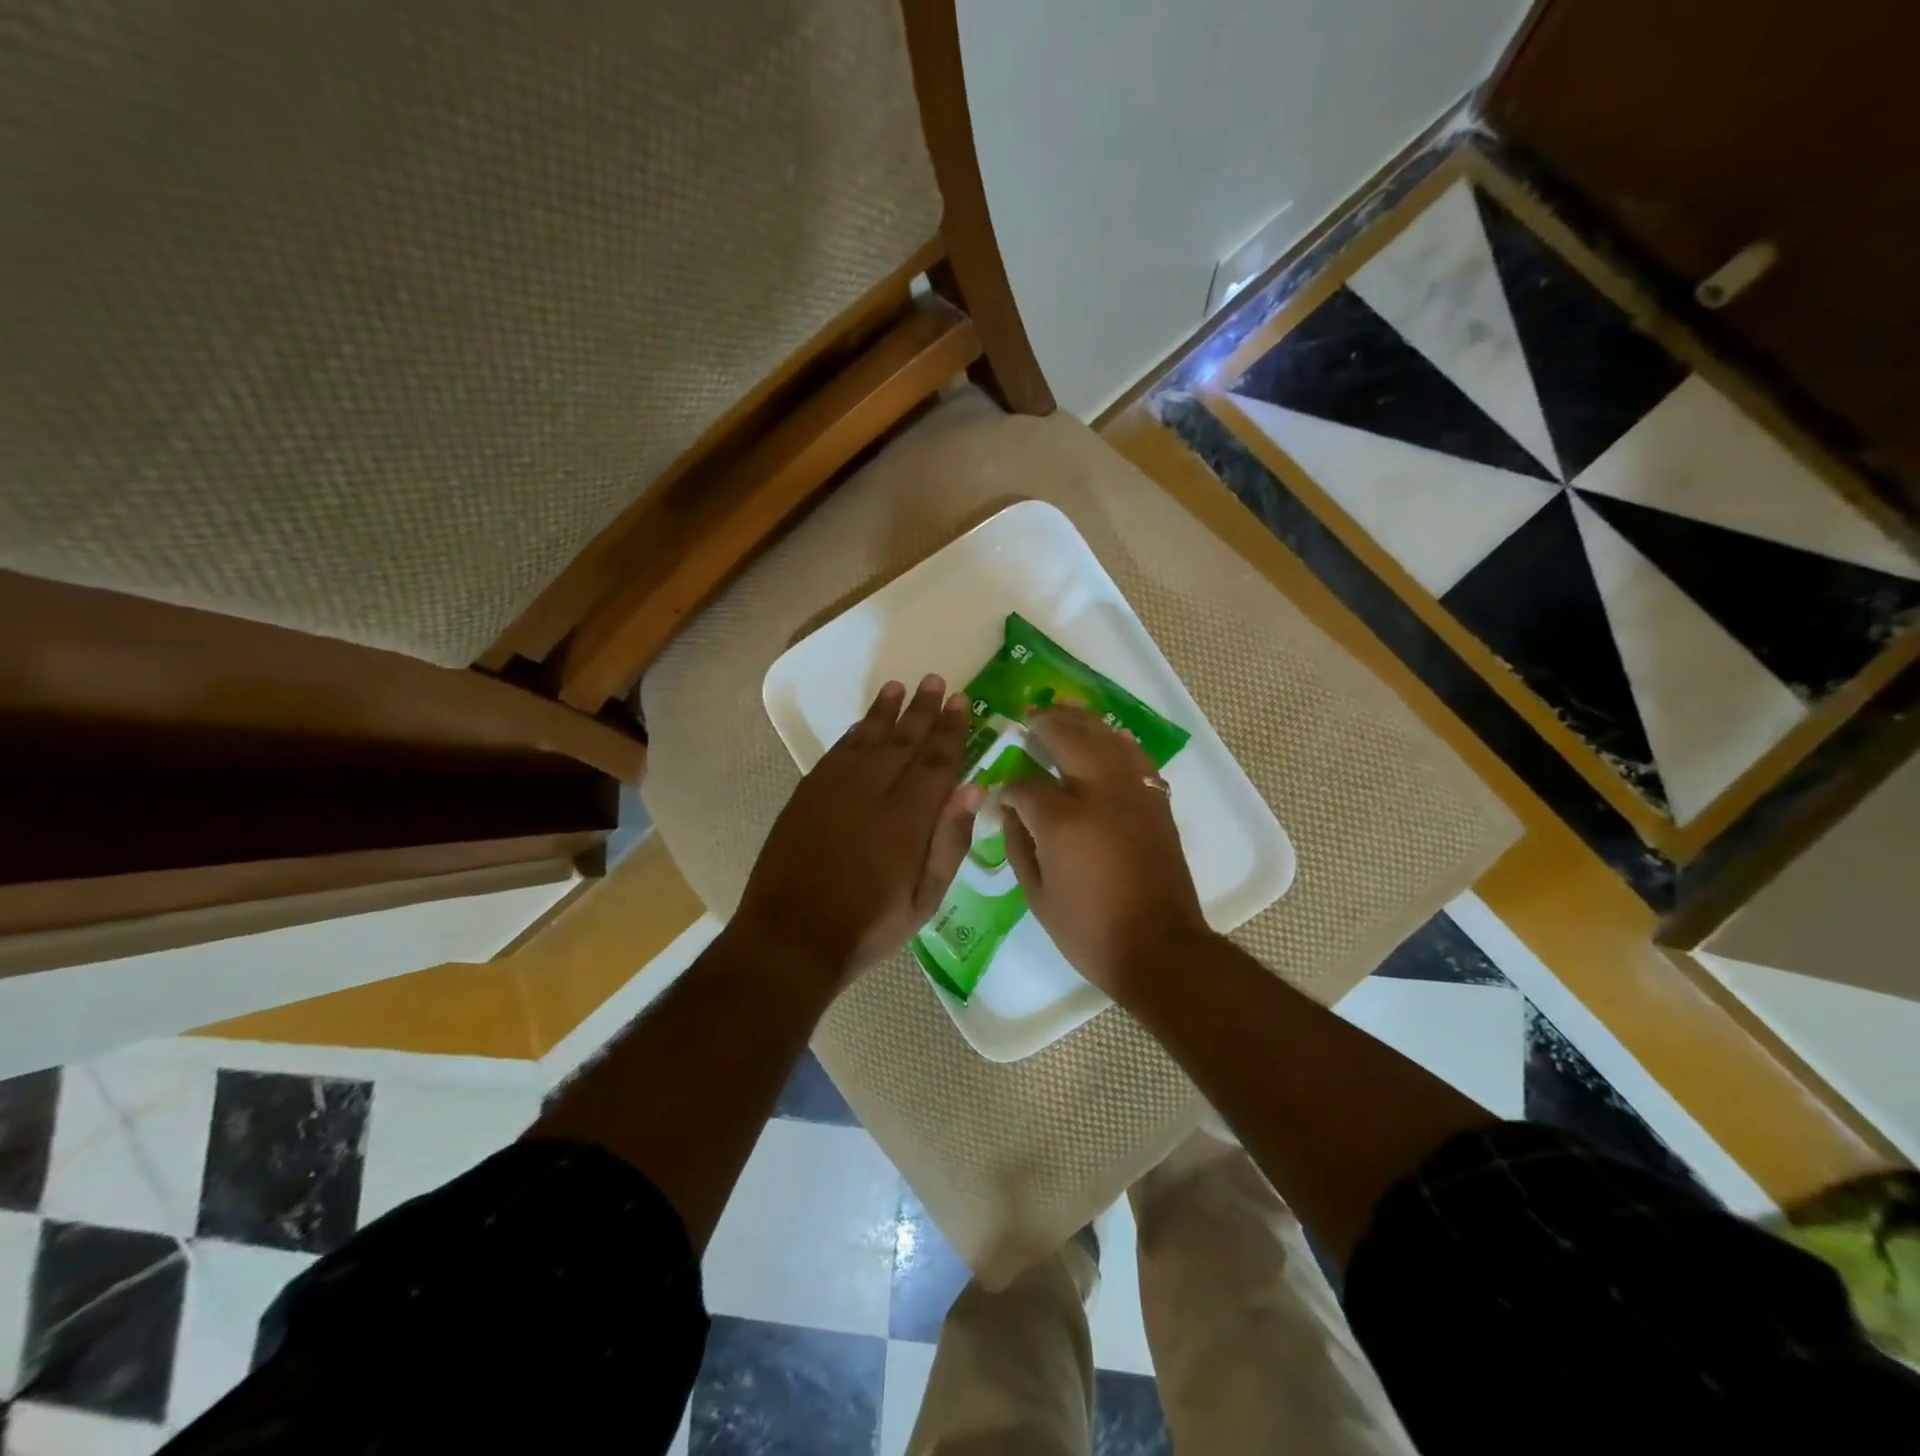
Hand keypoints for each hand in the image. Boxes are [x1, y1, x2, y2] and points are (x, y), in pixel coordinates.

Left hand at [731, 676, 982, 992]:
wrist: (793, 936)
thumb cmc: (870, 925)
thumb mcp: (925, 898)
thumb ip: (950, 840)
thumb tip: (973, 788)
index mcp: (908, 816)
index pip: (937, 760)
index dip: (952, 730)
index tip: (963, 701)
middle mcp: (872, 790)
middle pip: (904, 740)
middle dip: (923, 710)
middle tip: (936, 681)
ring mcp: (835, 789)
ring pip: (867, 737)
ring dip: (885, 711)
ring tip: (899, 687)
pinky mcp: (807, 794)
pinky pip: (836, 751)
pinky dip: (854, 732)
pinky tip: (863, 723)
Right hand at [1000, 705, 1212, 997]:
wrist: (1158, 947)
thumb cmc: (1089, 929)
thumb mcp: (1037, 895)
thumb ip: (1018, 845)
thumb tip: (1009, 810)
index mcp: (1063, 820)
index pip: (1026, 785)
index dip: (1010, 787)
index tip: (1003, 794)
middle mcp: (1099, 793)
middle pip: (1070, 738)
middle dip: (1045, 724)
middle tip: (1029, 716)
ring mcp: (1132, 793)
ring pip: (1106, 738)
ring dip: (1082, 720)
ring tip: (1063, 708)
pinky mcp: (1156, 802)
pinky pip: (1135, 756)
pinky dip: (1117, 740)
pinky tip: (1107, 735)